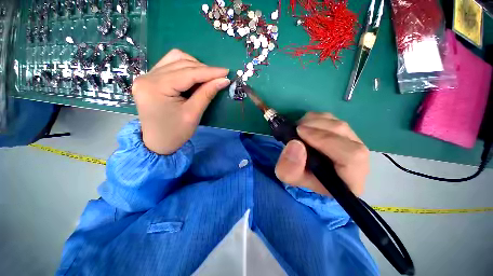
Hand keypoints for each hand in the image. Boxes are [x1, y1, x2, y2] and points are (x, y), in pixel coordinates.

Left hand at [132, 49, 229, 154]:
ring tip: (206, 78)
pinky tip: (194, 78)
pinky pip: (170, 65)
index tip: (226, 72)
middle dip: (203, 69)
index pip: (188, 73)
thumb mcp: (193, 114)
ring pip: (175, 59)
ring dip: (194, 66)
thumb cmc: (176, 133)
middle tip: (218, 77)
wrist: (157, 143)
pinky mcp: (149, 79)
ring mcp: (146, 76)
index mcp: (156, 87)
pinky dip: (185, 69)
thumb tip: (223, 80)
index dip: (209, 72)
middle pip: (180, 62)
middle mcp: (147, 77)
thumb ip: (207, 94)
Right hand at [275, 112, 368, 195]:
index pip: (352, 156)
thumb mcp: (289, 176)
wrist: (306, 172)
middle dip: (317, 127)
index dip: (326, 140)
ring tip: (299, 128)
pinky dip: (316, 118)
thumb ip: (289, 167)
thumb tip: (295, 144)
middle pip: (345, 134)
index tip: (301, 133)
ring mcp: (353, 144)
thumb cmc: (301, 177)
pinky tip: (305, 125)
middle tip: (297, 128)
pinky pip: (333, 119)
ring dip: (316, 122)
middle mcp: (358, 161)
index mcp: (350, 179)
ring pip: (339, 124)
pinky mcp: (343, 133)